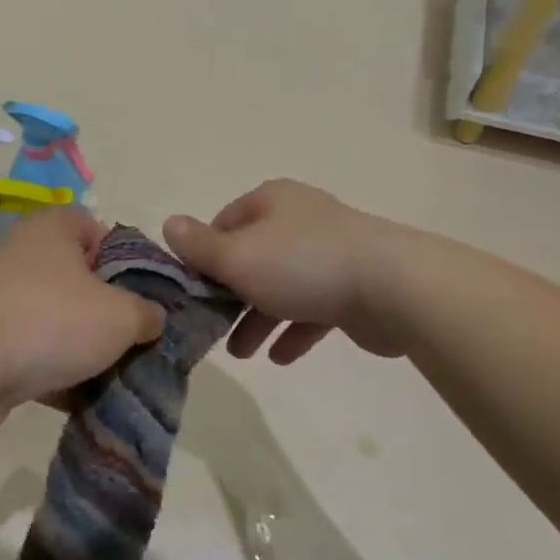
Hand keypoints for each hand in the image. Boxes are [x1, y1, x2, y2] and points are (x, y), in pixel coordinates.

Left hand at [0, 208, 164, 438]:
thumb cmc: (50, 320)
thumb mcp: (120, 314)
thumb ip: (147, 313)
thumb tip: (152, 319)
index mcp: (56, 231)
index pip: (101, 232)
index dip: (129, 261)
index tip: (148, 295)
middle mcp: (29, 259)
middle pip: (84, 283)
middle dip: (112, 315)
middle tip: (141, 341)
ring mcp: (8, 304)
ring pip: (62, 325)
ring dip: (89, 353)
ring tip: (124, 379)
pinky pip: (39, 359)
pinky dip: (62, 379)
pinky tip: (91, 404)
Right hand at [164, 180, 408, 362]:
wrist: (391, 286)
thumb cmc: (301, 264)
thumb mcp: (237, 256)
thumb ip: (199, 246)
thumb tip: (169, 223)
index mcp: (271, 202)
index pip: (225, 222)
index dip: (205, 255)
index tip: (193, 289)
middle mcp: (300, 220)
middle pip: (253, 257)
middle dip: (231, 296)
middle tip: (212, 328)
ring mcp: (329, 253)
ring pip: (281, 286)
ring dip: (259, 319)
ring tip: (243, 353)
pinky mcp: (352, 287)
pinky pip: (313, 308)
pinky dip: (294, 330)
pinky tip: (280, 357)